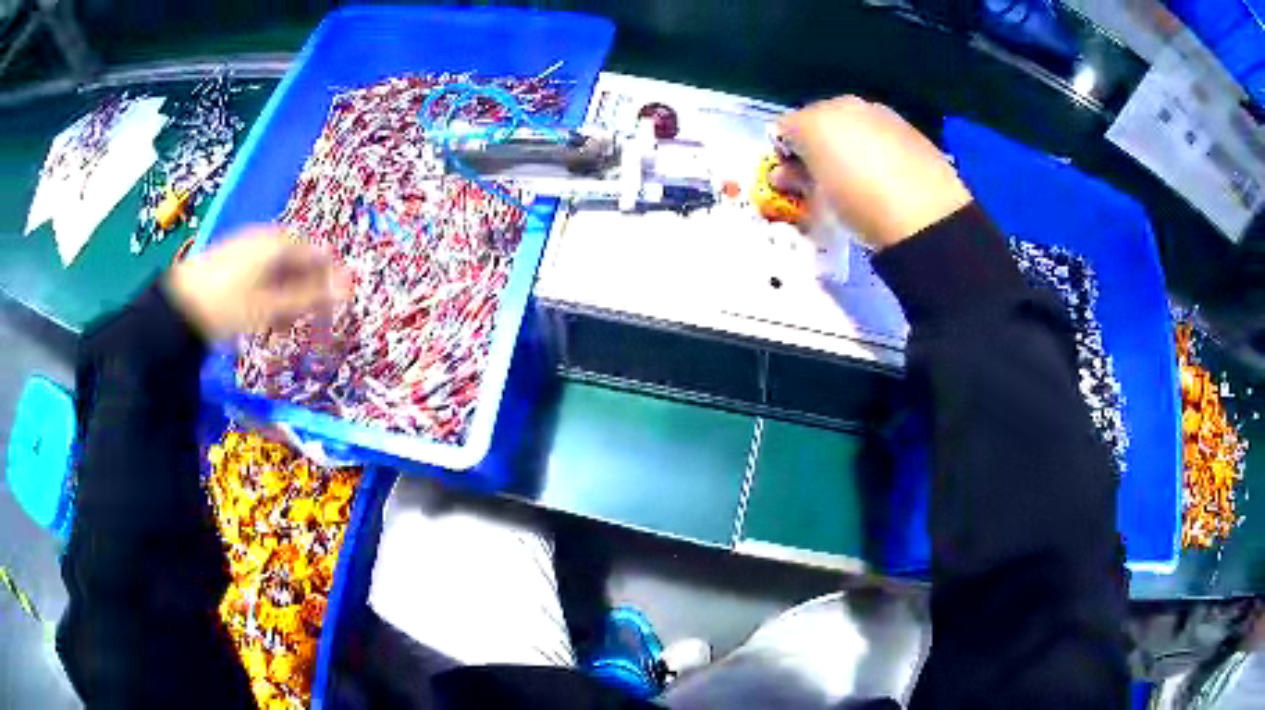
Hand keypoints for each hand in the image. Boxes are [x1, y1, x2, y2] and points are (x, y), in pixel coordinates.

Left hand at [165, 226, 350, 340]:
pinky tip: (262, 312)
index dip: (332, 282)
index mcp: (280, 243)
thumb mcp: (271, 306)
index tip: (335, 310)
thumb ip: (310, 297)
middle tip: (305, 320)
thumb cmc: (228, 306)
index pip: (320, 256)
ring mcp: (249, 244)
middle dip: (308, 290)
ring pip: (281, 267)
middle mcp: (267, 237)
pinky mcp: (234, 255)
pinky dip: (270, 290)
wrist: (179, 306)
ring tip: (281, 322)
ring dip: (288, 293)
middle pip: (301, 260)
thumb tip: (348, 289)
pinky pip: (263, 269)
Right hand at [771, 96, 971, 250]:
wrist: (925, 216)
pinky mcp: (909, 127)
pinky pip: (879, 133)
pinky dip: (876, 149)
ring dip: (847, 146)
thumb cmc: (859, 206)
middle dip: (816, 147)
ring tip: (859, 181)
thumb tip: (786, 173)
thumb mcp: (818, 200)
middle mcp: (844, 106)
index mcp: (813, 119)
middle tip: (824, 181)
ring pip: (851, 125)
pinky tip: (886, 177)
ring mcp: (879, 113)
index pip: (784, 129)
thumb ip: (796, 179)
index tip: (792, 183)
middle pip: (818, 122)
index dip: (784, 156)